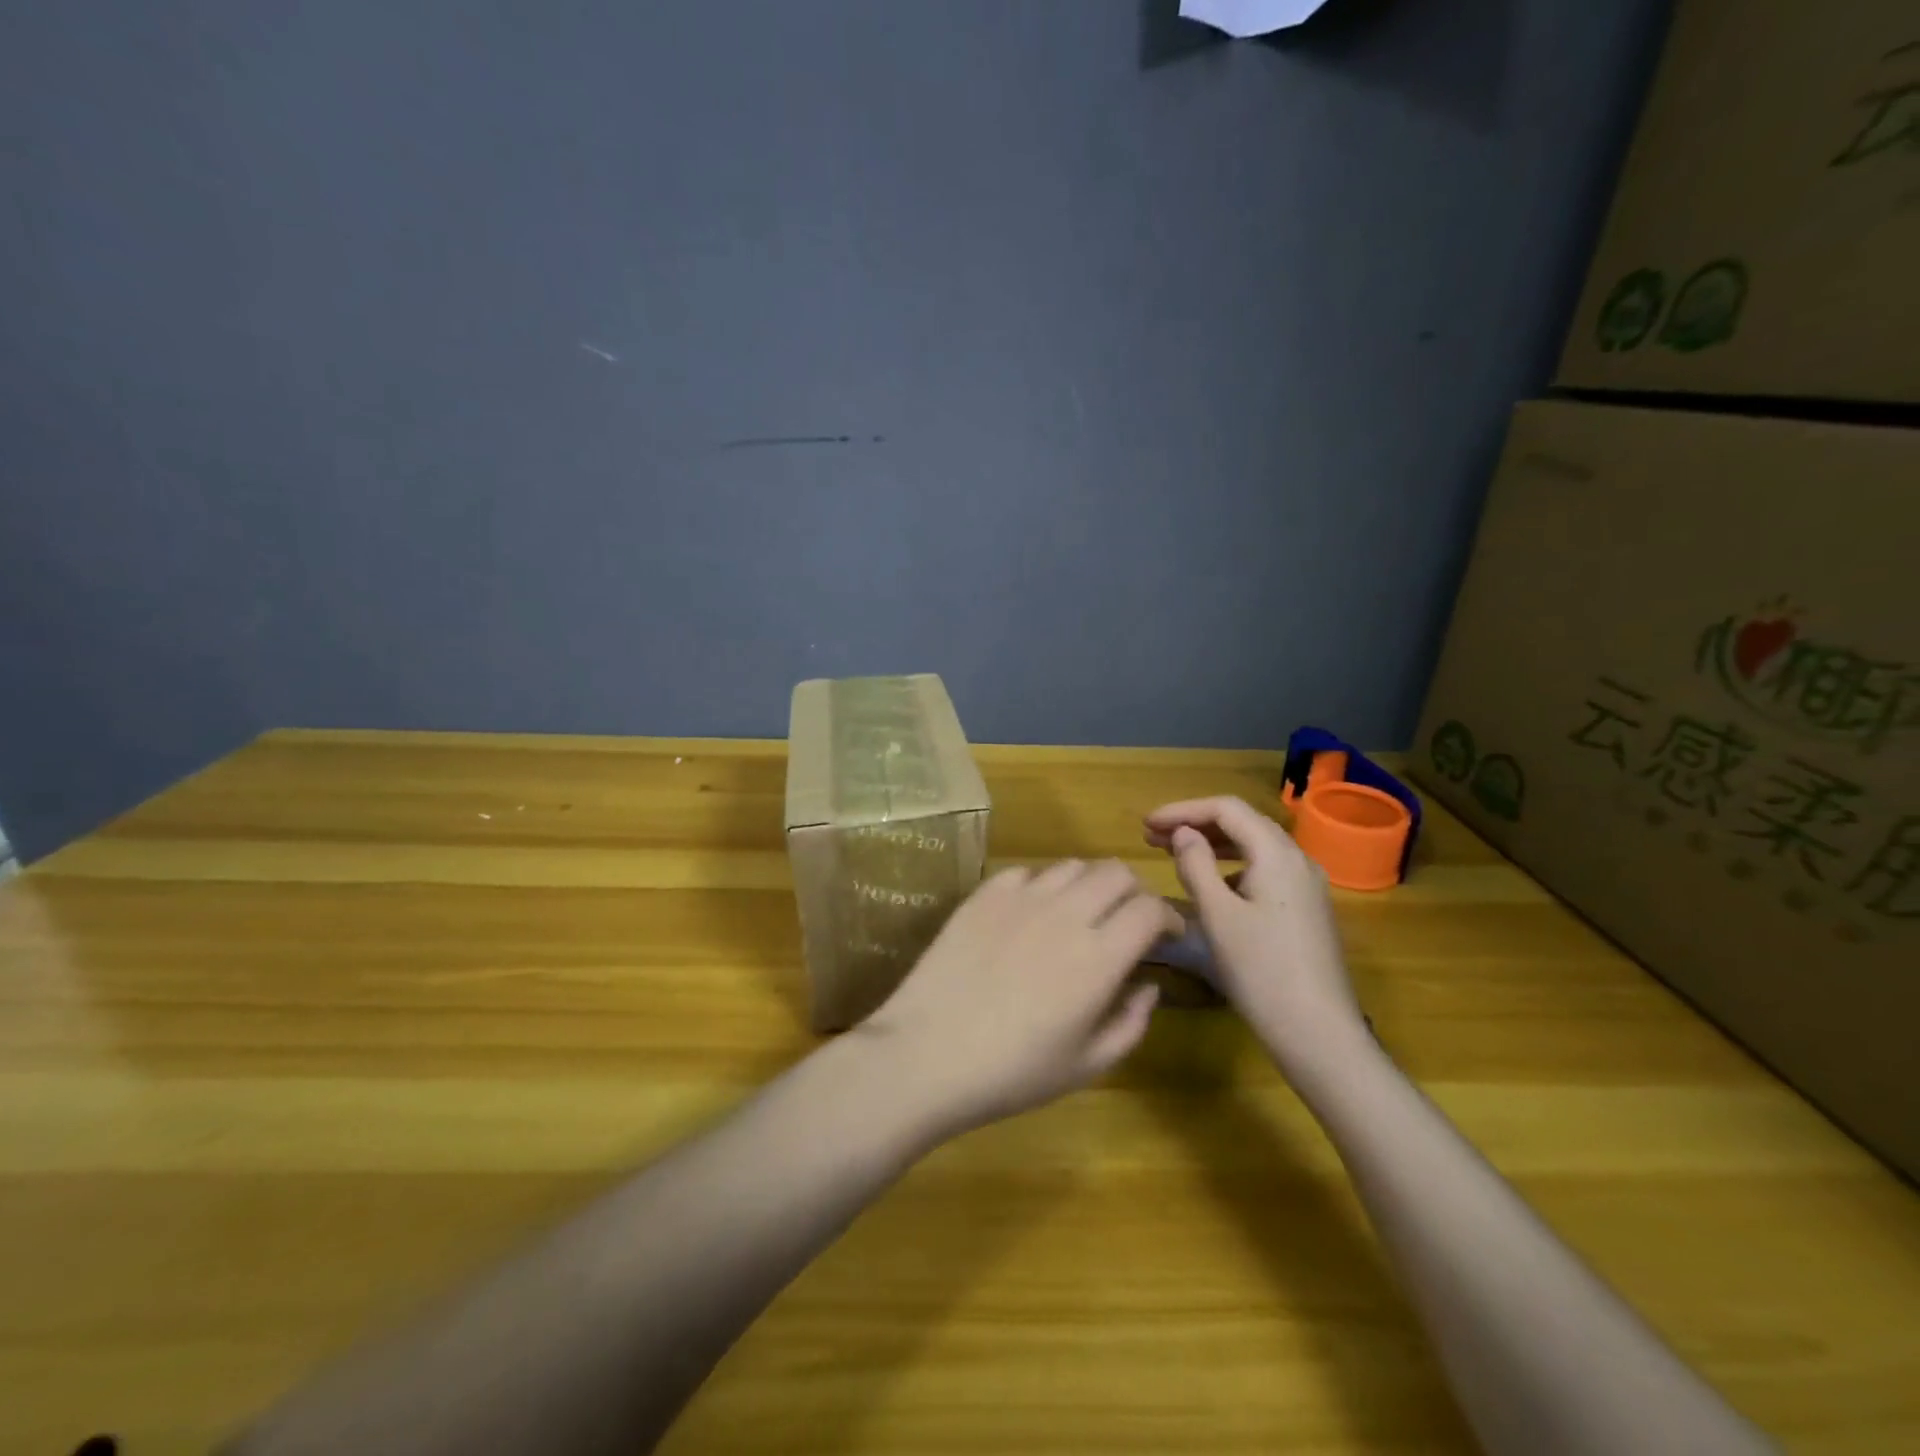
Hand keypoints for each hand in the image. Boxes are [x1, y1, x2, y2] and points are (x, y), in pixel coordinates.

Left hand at [856, 860, 1180, 1137]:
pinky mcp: (984, 894)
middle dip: (1134, 892)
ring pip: (1073, 866)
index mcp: (1099, 956)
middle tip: (1129, 920)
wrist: (928, 1052)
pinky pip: (1027, 872)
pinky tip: (1034, 913)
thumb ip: (1131, 1022)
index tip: (1166, 934)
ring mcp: (1021, 897)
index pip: (1149, 907)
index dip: (1167, 915)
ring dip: (1090, 884)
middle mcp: (1065, 913)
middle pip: (1116, 872)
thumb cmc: (1013, 1072)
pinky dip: (1043, 886)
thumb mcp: (1088, 1065)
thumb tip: (1149, 985)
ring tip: (1082, 913)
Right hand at [1143, 796, 1368, 1077]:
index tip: (1147, 824)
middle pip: (1242, 823)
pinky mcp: (1306, 909)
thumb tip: (1183, 833)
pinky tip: (1210, 885)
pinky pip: (1264, 870)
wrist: (1318, 1033)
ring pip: (1254, 847)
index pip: (1226, 809)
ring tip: (1174, 854)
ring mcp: (1306, 886)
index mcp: (1277, 854)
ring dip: (1212, 844)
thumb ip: (1195, 865)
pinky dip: (1231, 866)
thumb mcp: (1217, 915)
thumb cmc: (1261, 971)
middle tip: (1152, 837)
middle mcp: (1298, 860)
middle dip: (1196, 824)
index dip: (1183, 810)